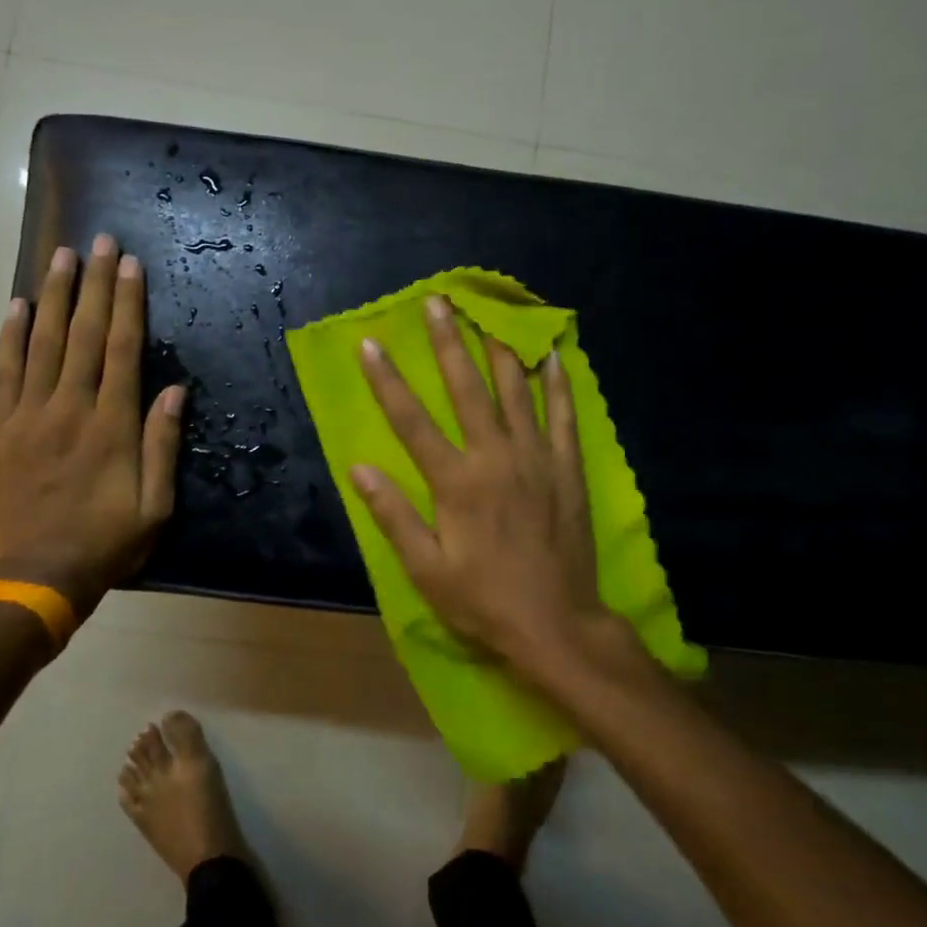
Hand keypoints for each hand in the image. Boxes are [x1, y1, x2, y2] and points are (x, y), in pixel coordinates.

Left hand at [0, 234, 185, 616]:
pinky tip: (18, 306)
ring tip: (62, 257)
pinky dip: (10, 336)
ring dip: (54, 297)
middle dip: (94, 285)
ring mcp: (29, 416)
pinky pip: (4, 372)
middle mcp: (70, 408)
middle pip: (83, 334)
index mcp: (112, 425)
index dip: (127, 304)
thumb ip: (163, 444)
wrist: (36, 576)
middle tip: (99, 241)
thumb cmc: (107, 543)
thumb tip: (175, 390)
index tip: (130, 265)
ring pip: (43, 343)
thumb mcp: (155, 505)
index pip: (122, 350)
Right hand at [348, 295, 642, 688]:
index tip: (369, 343)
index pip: (411, 420)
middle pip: (467, 389)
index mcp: (456, 482)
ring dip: (500, 349)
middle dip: (448, 342)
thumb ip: (393, 515)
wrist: (557, 625)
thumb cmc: (483, 600)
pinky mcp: (568, 469)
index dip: (386, 380)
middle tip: (438, 301)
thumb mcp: (426, 569)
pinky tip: (552, 356)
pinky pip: (564, 416)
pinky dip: (558, 384)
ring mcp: (537, 459)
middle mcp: (496, 458)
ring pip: (516, 392)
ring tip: (490, 313)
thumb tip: (358, 468)